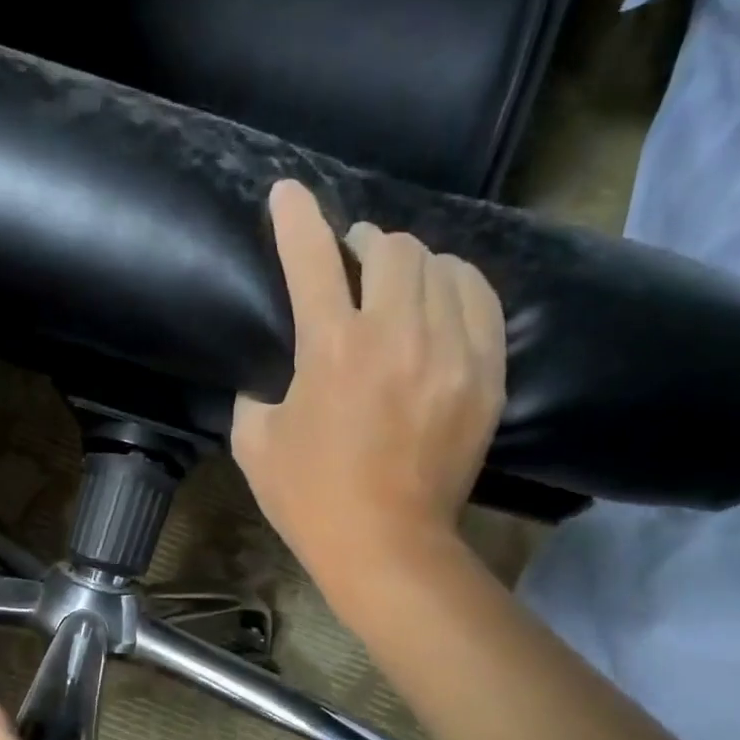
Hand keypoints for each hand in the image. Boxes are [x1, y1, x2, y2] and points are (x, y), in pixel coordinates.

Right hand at [233, 180, 506, 611]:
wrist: (388, 546)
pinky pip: (481, 300)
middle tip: (350, 262)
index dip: (296, 217)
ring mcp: (451, 352)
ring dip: (410, 263)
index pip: (312, 257)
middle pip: (390, 247)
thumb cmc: (309, 498)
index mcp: (331, 349)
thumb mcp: (253, 441)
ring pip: (441, 265)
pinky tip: (439, 304)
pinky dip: (456, 287)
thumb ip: (256, 388)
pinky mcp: (486, 375)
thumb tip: (274, 368)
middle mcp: (396, 335)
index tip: (287, 193)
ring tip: (396, 283)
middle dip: (363, 243)